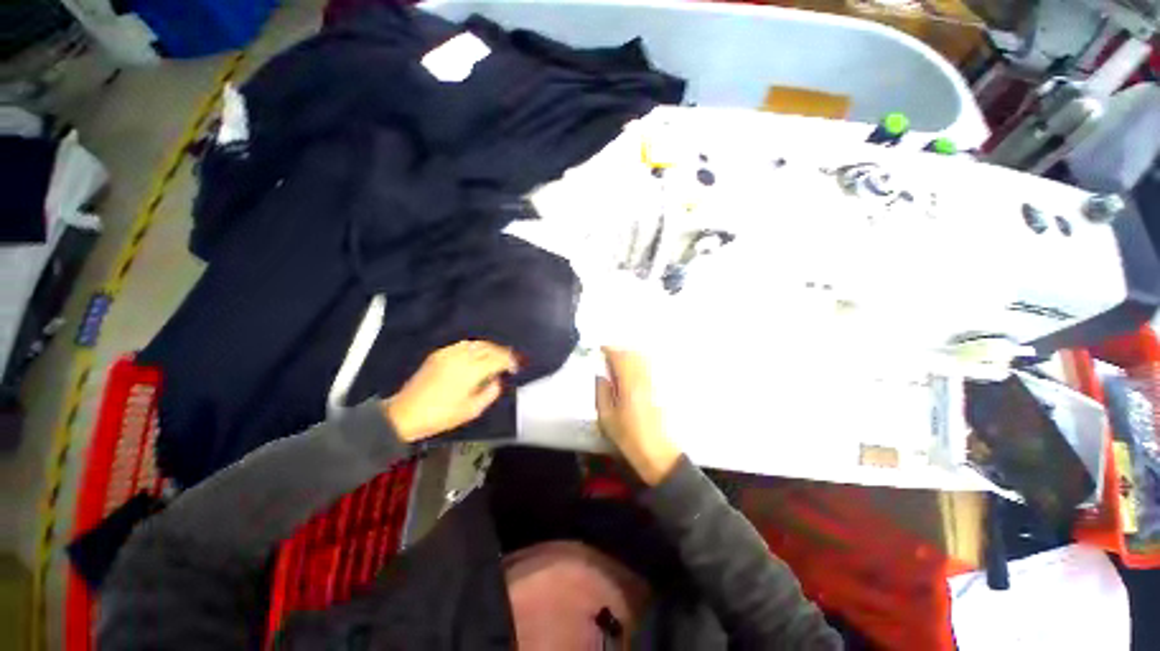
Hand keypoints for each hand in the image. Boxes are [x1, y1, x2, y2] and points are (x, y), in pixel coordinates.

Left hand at [385, 341, 518, 442]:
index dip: (510, 360)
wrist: (405, 413)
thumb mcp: (472, 410)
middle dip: (502, 352)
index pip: (498, 358)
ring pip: (477, 343)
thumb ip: (491, 393)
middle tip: (510, 361)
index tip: (517, 367)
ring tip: (496, 357)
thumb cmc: (441, 415)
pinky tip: (477, 355)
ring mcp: (449, 353)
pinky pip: (463, 345)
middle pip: (489, 347)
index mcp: (471, 371)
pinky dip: (475, 347)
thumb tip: (498, 380)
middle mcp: (461, 357)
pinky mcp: (439, 354)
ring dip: (490, 348)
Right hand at [595, 347, 681, 485]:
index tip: (600, 350)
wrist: (657, 453)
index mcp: (629, 383)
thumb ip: (602, 392)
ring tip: (619, 363)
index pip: (619, 357)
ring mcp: (654, 382)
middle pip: (633, 354)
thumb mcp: (606, 417)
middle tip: (608, 356)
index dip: (609, 350)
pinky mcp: (660, 388)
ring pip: (643, 358)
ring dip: (630, 356)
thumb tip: (601, 376)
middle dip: (619, 351)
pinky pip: (648, 367)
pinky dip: (638, 363)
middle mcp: (644, 378)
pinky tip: (632, 372)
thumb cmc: (628, 437)